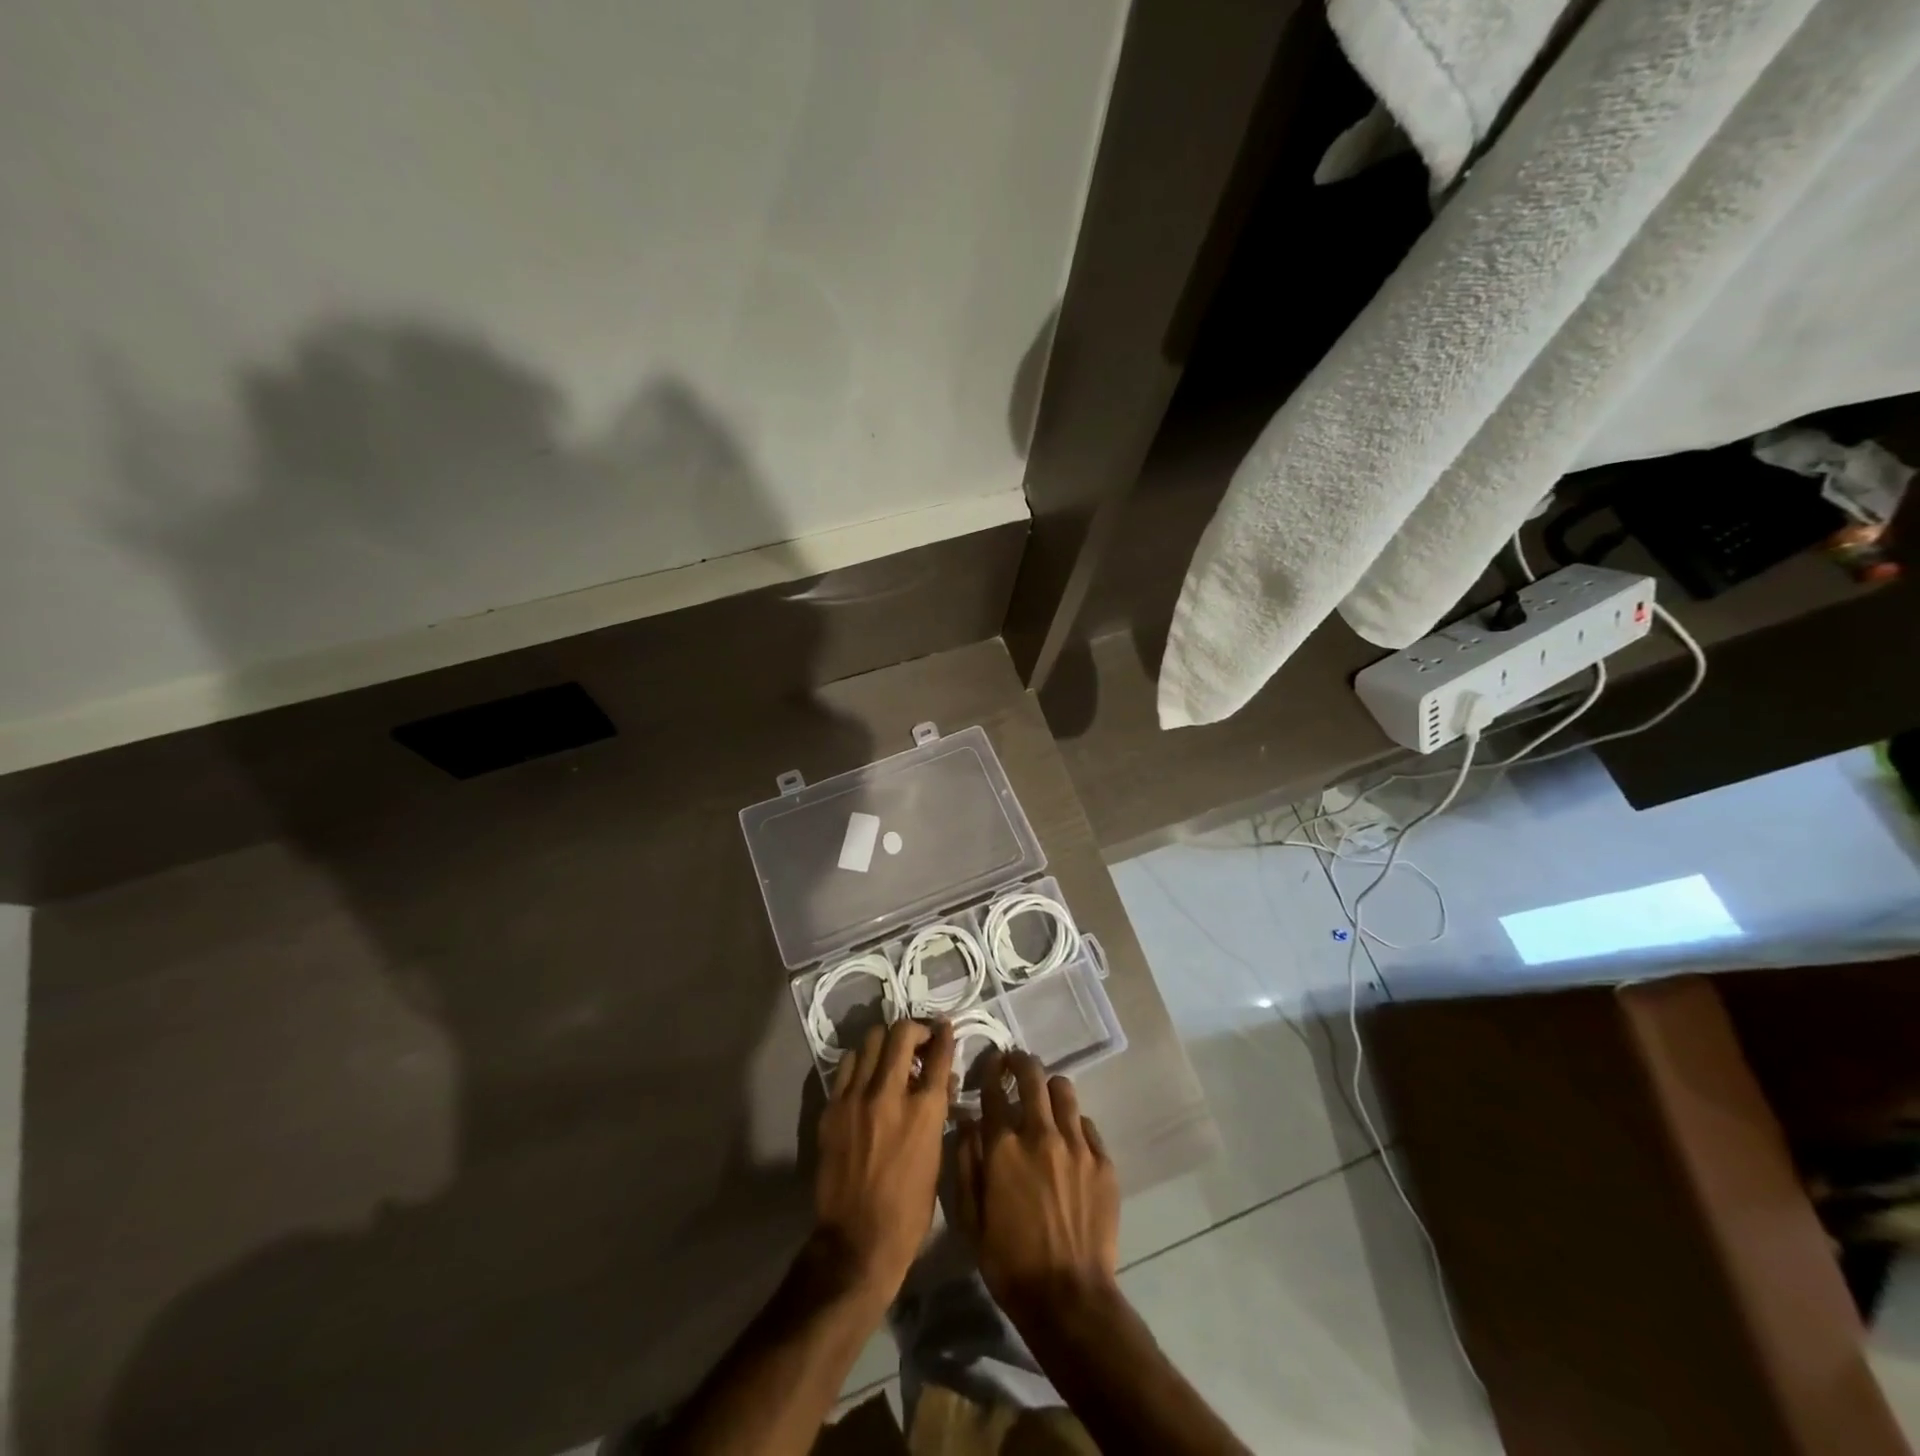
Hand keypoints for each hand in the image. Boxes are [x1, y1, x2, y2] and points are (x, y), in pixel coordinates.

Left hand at [814, 1018, 955, 1300]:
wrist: (857, 1241)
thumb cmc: (909, 1209)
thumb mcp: (936, 1157)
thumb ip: (936, 1112)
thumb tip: (939, 1082)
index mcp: (925, 1110)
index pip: (939, 1053)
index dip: (944, 1034)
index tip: (944, 1026)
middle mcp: (890, 1094)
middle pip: (901, 1034)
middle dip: (914, 1029)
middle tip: (918, 1040)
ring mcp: (857, 1098)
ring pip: (870, 1041)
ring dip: (885, 1043)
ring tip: (889, 1055)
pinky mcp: (832, 1108)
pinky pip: (847, 1065)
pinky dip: (860, 1062)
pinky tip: (865, 1075)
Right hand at [952, 1049, 1119, 1324]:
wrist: (1068, 1299)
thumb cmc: (1009, 1262)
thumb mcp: (970, 1218)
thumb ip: (965, 1163)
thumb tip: (967, 1123)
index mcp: (1003, 1146)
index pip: (994, 1088)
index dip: (990, 1069)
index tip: (990, 1064)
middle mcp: (1040, 1134)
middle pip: (1032, 1075)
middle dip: (1021, 1063)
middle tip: (1016, 1066)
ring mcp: (1076, 1145)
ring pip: (1063, 1090)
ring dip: (1049, 1088)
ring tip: (1044, 1100)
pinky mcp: (1103, 1161)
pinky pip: (1086, 1123)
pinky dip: (1073, 1123)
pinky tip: (1068, 1140)